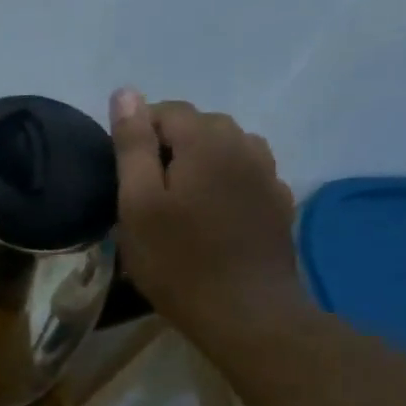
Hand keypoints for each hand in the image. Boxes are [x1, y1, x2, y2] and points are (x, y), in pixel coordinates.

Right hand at [109, 88, 305, 345]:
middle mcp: (245, 146)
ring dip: (201, 162)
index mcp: (206, 142)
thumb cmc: (178, 261)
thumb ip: (132, 145)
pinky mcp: (280, 203)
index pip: (167, 110)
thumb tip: (126, 92)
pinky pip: (248, 175)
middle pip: (201, 126)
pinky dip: (226, 182)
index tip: (125, 176)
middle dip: (171, 146)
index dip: (139, 134)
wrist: (246, 313)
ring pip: (228, 148)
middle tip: (148, 193)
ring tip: (181, 201)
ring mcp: (269, 175)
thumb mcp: (138, 204)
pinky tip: (214, 216)